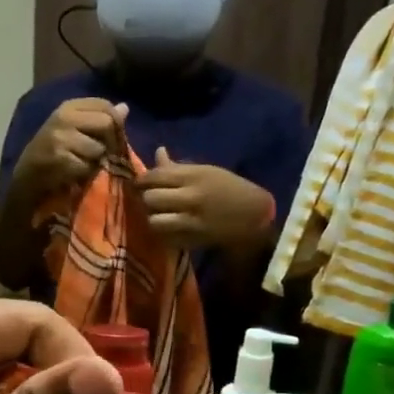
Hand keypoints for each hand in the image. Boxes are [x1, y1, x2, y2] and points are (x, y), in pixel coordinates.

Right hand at [13, 98, 126, 201]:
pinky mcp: (60, 159)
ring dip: (95, 161)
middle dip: (109, 143)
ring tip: (82, 164)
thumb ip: (98, 118)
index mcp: (68, 107)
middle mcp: (64, 118)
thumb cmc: (52, 153)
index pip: (105, 105)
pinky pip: (87, 166)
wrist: (26, 177)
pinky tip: (74, 174)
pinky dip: (84, 174)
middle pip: (107, 123)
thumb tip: (125, 108)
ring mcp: (60, 138)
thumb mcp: (73, 129)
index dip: (115, 123)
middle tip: (101, 155)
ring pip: (98, 148)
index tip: (109, 139)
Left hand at [135, 148, 274, 251]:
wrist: (254, 216)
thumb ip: (178, 167)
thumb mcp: (206, 171)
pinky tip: (168, 229)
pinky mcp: (192, 240)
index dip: (142, 180)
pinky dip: (163, 234)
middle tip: (148, 200)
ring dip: (152, 218)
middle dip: (145, 199)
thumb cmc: (229, 188)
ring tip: (157, 216)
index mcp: (194, 177)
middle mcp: (190, 198)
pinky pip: (165, 238)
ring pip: (154, 221)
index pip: (155, 176)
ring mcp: (190, 222)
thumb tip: (158, 152)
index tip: (139, 183)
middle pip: (151, 198)